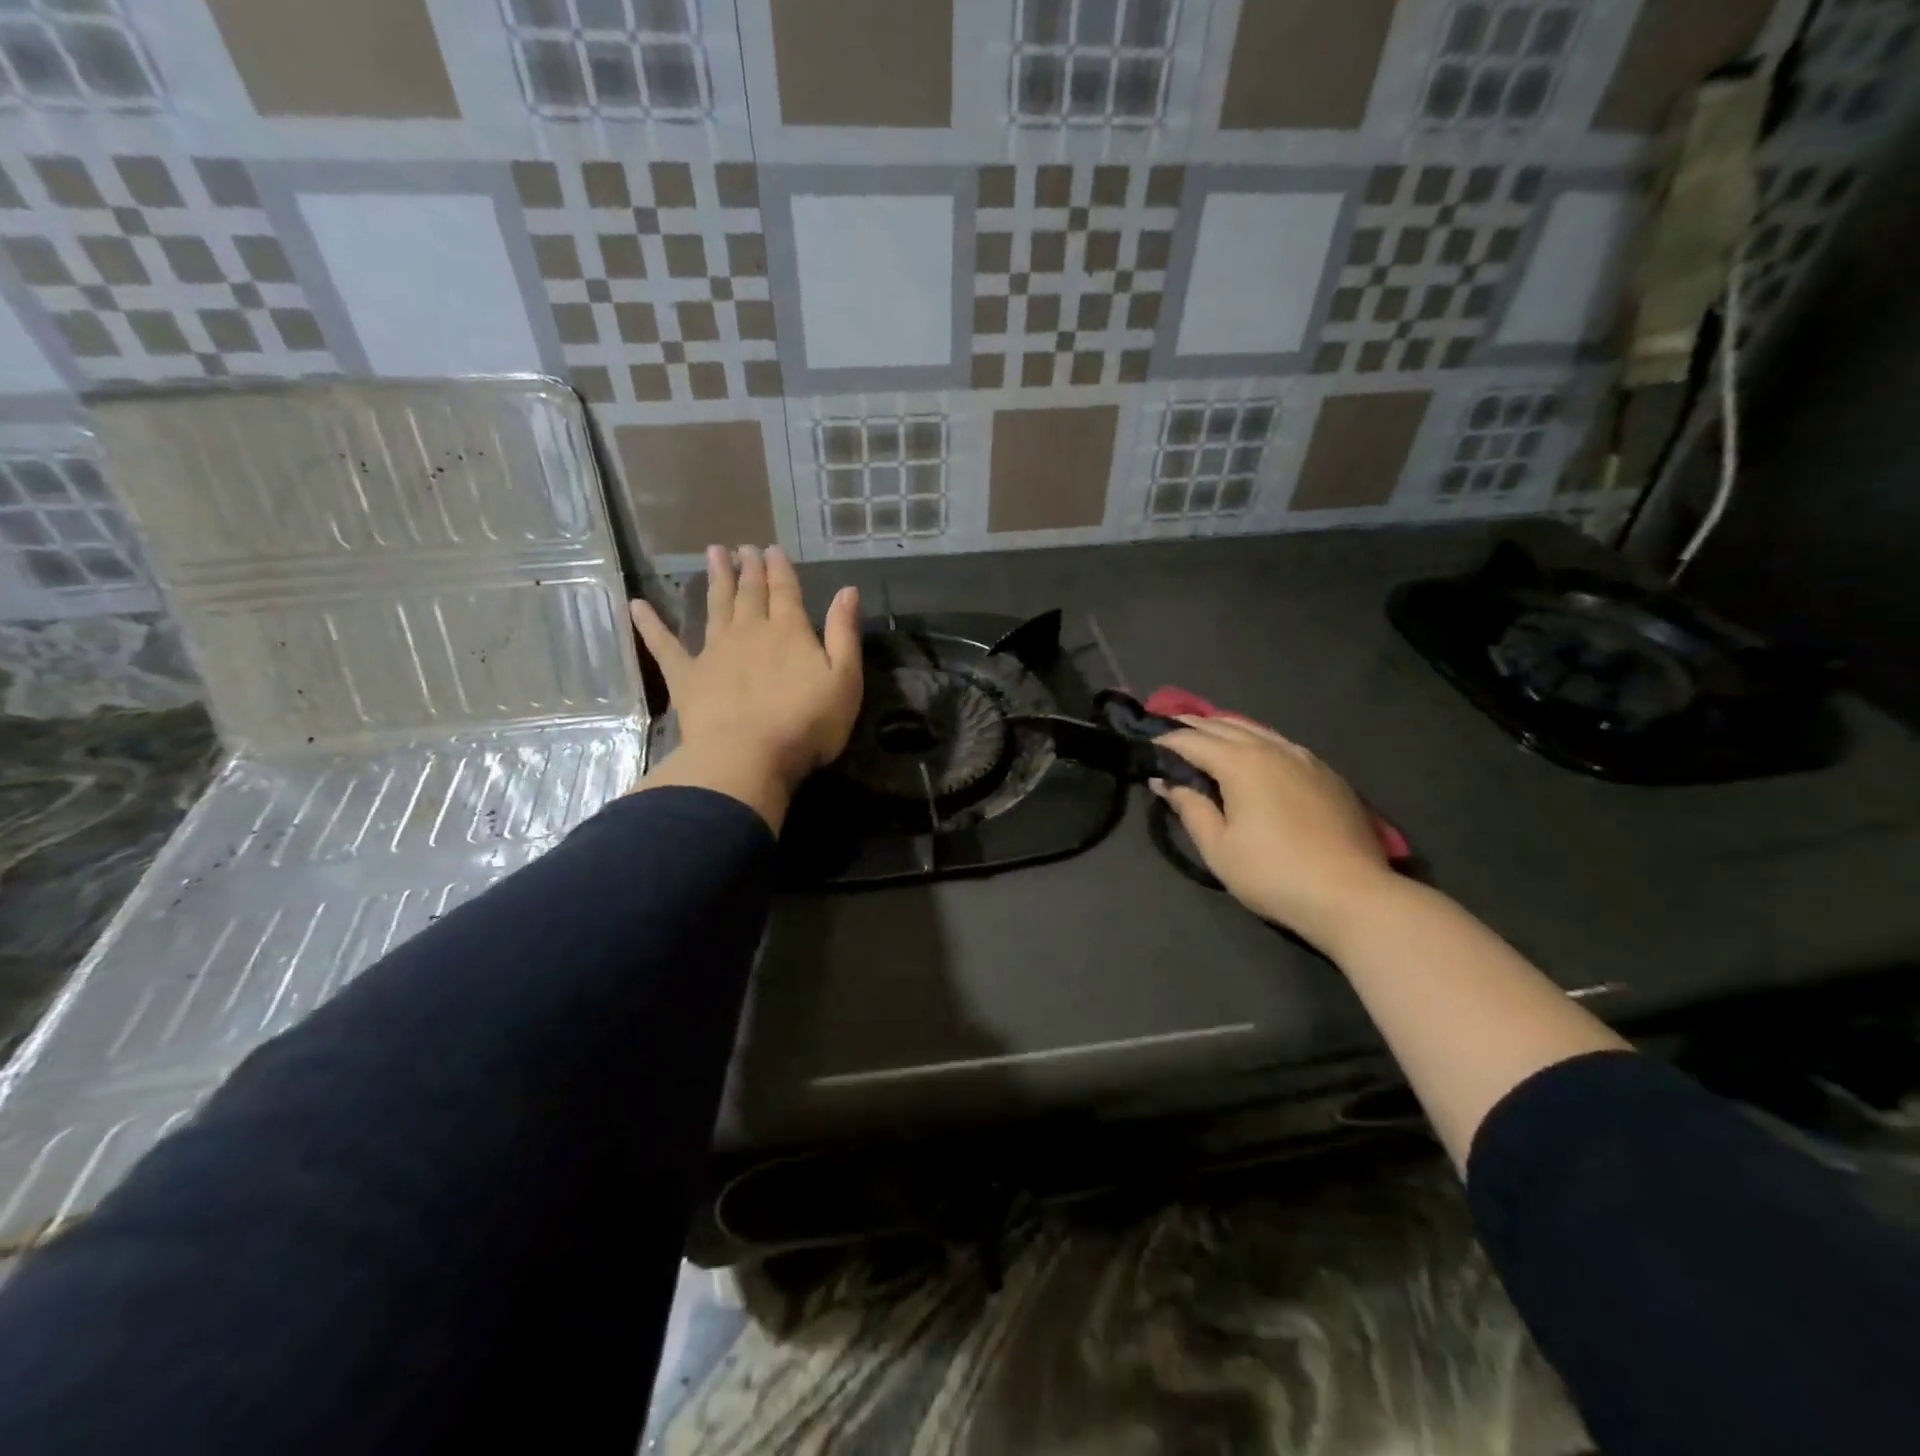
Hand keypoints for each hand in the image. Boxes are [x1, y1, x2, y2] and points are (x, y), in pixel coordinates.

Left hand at [629, 544, 861, 830]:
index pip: (785, 591)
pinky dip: (650, 624)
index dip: (780, 568)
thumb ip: (844, 634)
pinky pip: (664, 645)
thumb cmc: (806, 723)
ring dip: (716, 579)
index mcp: (789, 631)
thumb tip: (847, 591)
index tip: (772, 549)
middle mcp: (749, 631)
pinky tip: (636, 606)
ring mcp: (714, 651)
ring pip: (715, 606)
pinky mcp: (686, 676)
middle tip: (743, 547)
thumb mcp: (844, 680)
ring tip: (713, 554)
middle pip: (749, 593)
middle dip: (748, 568)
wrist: (748, 756)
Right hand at [1152, 717, 1395, 949]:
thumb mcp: (1218, 847)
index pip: (1192, 740)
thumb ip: (1190, 807)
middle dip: (1191, 726)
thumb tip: (1166, 781)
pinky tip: (1251, 755)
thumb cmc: (1273, 874)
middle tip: (1166, 732)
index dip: (1165, 741)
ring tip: (1203, 736)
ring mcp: (1304, 757)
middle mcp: (1272, 748)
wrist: (1352, 895)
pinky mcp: (1326, 773)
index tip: (1145, 746)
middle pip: (1223, 726)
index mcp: (1241, 762)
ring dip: (1224, 729)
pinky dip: (1254, 741)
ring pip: (1255, 730)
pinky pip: (1280, 743)